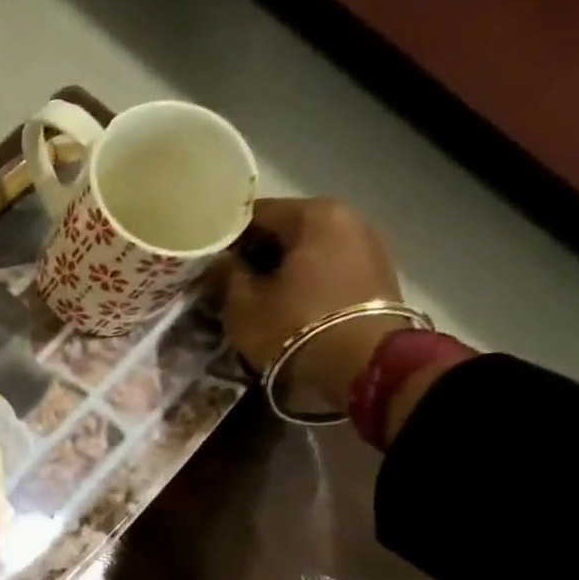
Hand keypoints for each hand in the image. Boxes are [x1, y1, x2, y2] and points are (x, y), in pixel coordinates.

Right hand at [221, 198, 406, 412]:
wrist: (361, 367)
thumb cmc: (293, 326)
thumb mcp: (243, 304)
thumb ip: (225, 275)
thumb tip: (217, 262)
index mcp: (314, 215)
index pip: (255, 212)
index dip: (223, 236)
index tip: (202, 259)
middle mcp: (348, 220)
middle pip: (285, 229)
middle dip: (253, 253)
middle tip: (222, 279)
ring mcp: (368, 248)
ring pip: (307, 250)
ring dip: (278, 269)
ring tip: (250, 295)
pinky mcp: (376, 278)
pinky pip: (326, 270)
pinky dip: (302, 281)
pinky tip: (281, 303)